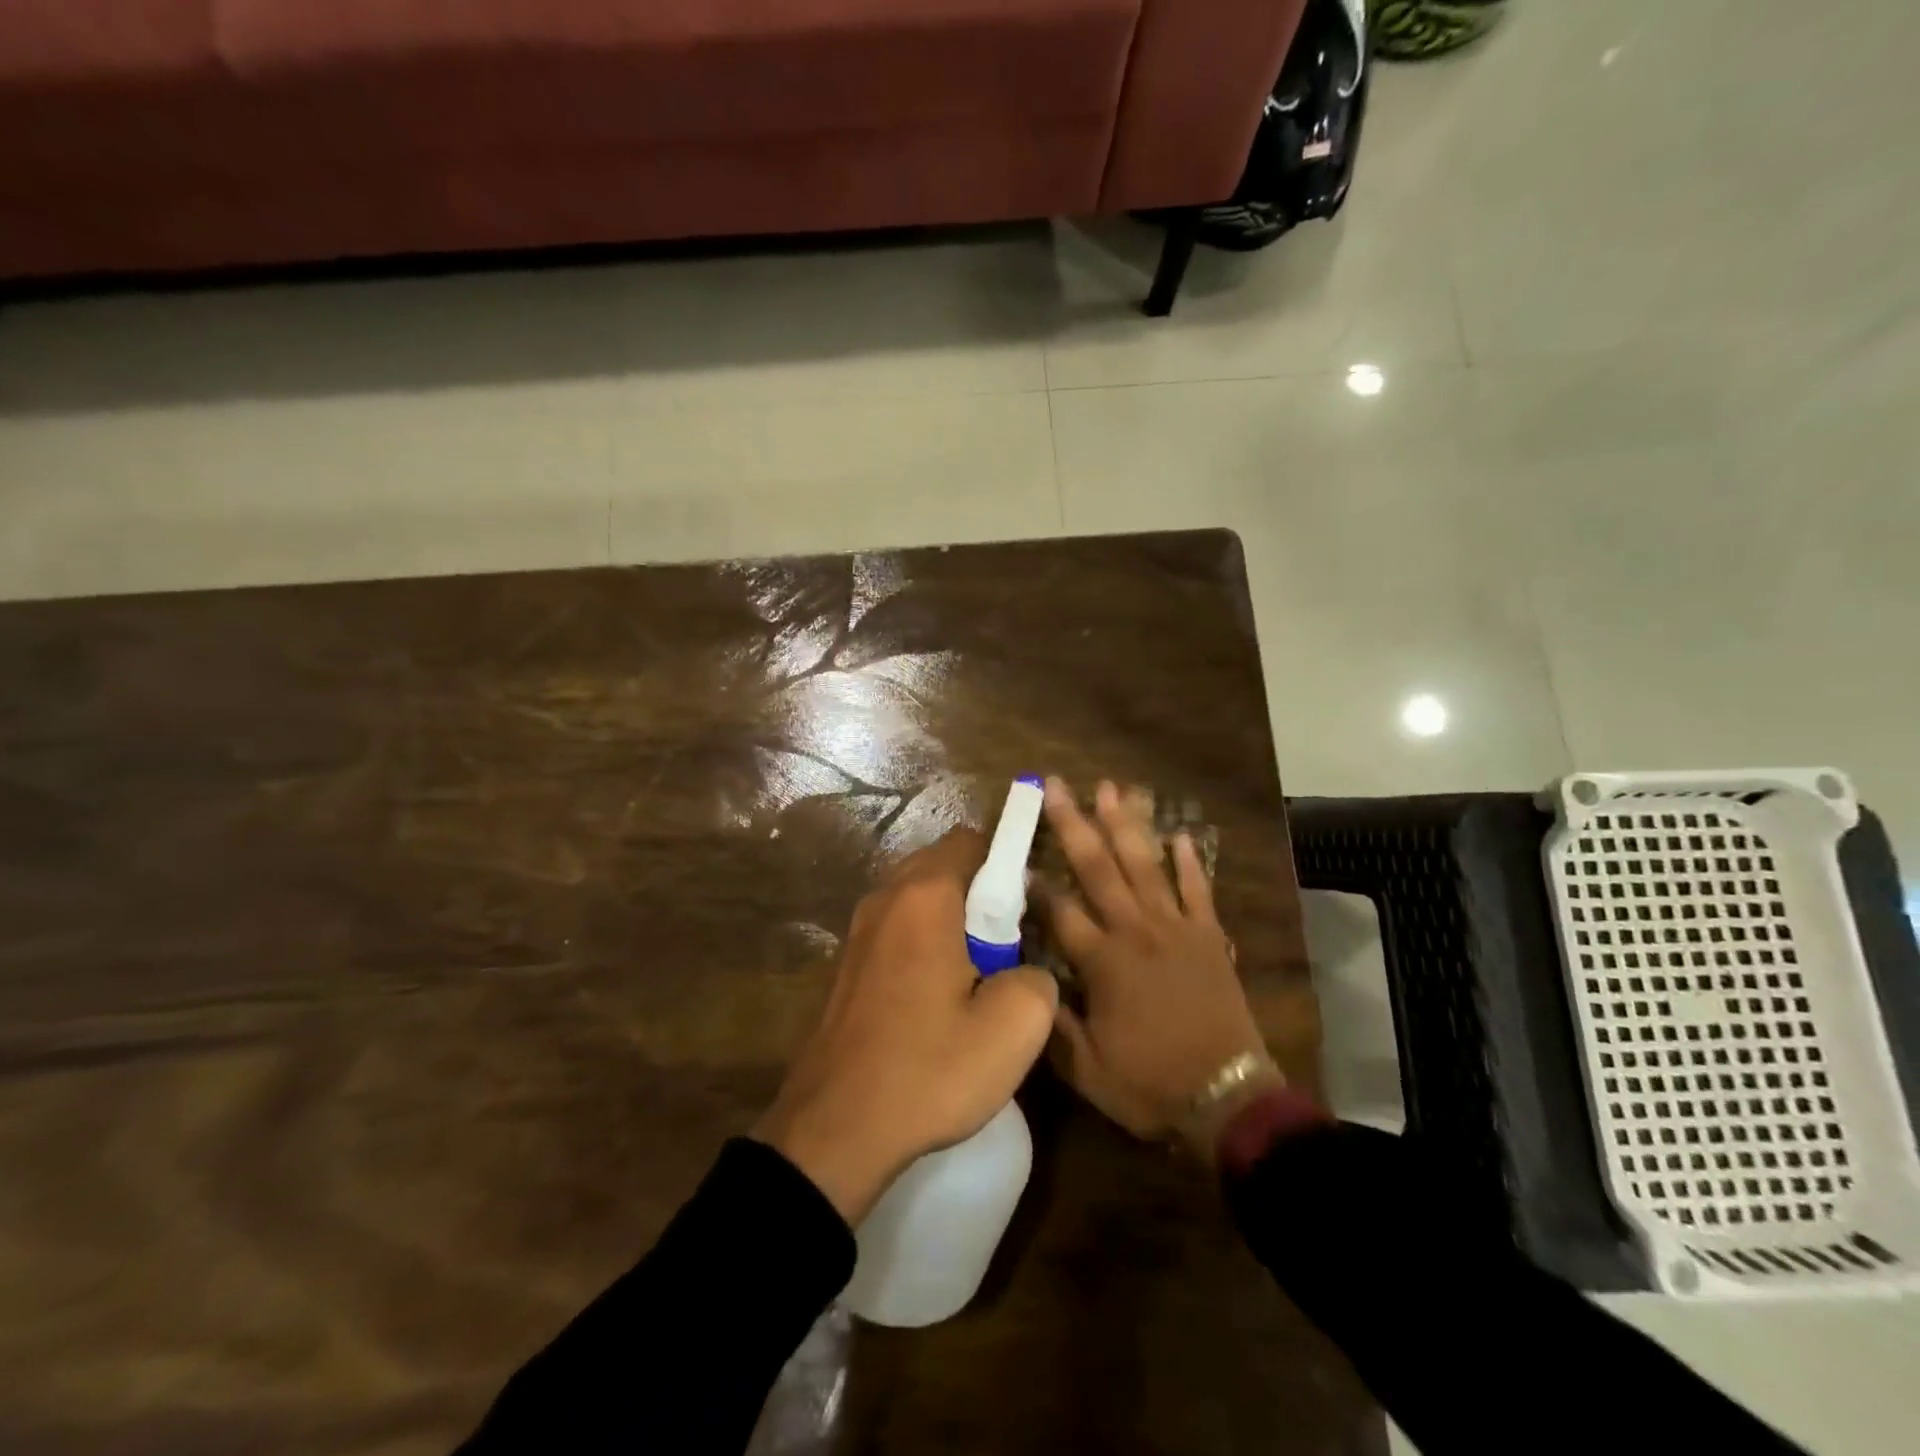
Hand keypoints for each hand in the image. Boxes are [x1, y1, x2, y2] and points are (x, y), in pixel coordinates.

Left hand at [753, 829, 1058, 1223]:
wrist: (834, 1129)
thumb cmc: (928, 1069)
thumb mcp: (1014, 1030)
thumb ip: (1038, 977)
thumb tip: (1026, 969)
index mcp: (924, 896)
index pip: (971, 841)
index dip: (1007, 861)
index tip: (1027, 906)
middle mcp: (885, 897)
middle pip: (942, 864)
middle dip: (980, 891)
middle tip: (1006, 945)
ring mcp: (858, 929)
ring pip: (917, 897)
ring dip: (951, 919)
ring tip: (975, 975)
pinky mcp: (846, 963)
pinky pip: (896, 928)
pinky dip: (923, 940)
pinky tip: (936, 996)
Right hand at [1042, 778, 1282, 1162]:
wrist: (1228, 1099)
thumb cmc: (1150, 1084)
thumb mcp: (1086, 1070)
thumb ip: (1054, 1023)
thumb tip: (1027, 983)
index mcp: (1102, 962)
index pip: (1060, 910)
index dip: (1036, 883)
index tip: (1019, 854)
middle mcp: (1135, 932)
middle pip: (1097, 868)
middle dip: (1073, 824)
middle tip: (1056, 785)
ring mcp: (1176, 929)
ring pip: (1145, 865)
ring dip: (1125, 825)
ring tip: (1110, 788)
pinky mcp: (1208, 936)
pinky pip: (1198, 890)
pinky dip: (1189, 862)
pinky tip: (1180, 835)